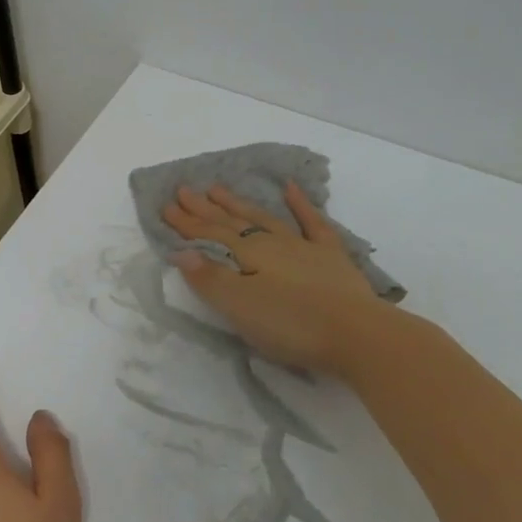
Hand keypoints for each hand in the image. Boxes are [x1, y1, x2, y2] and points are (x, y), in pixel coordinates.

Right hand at [162, 182, 390, 372]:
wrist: (356, 334)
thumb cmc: (292, 325)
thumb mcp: (241, 308)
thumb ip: (210, 279)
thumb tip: (180, 251)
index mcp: (249, 255)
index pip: (210, 235)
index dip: (187, 223)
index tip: (165, 206)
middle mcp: (273, 243)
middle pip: (233, 222)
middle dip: (205, 208)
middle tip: (184, 190)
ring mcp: (304, 246)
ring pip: (265, 218)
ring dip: (240, 204)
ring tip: (219, 188)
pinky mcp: (330, 257)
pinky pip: (312, 222)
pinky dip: (300, 203)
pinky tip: (290, 187)